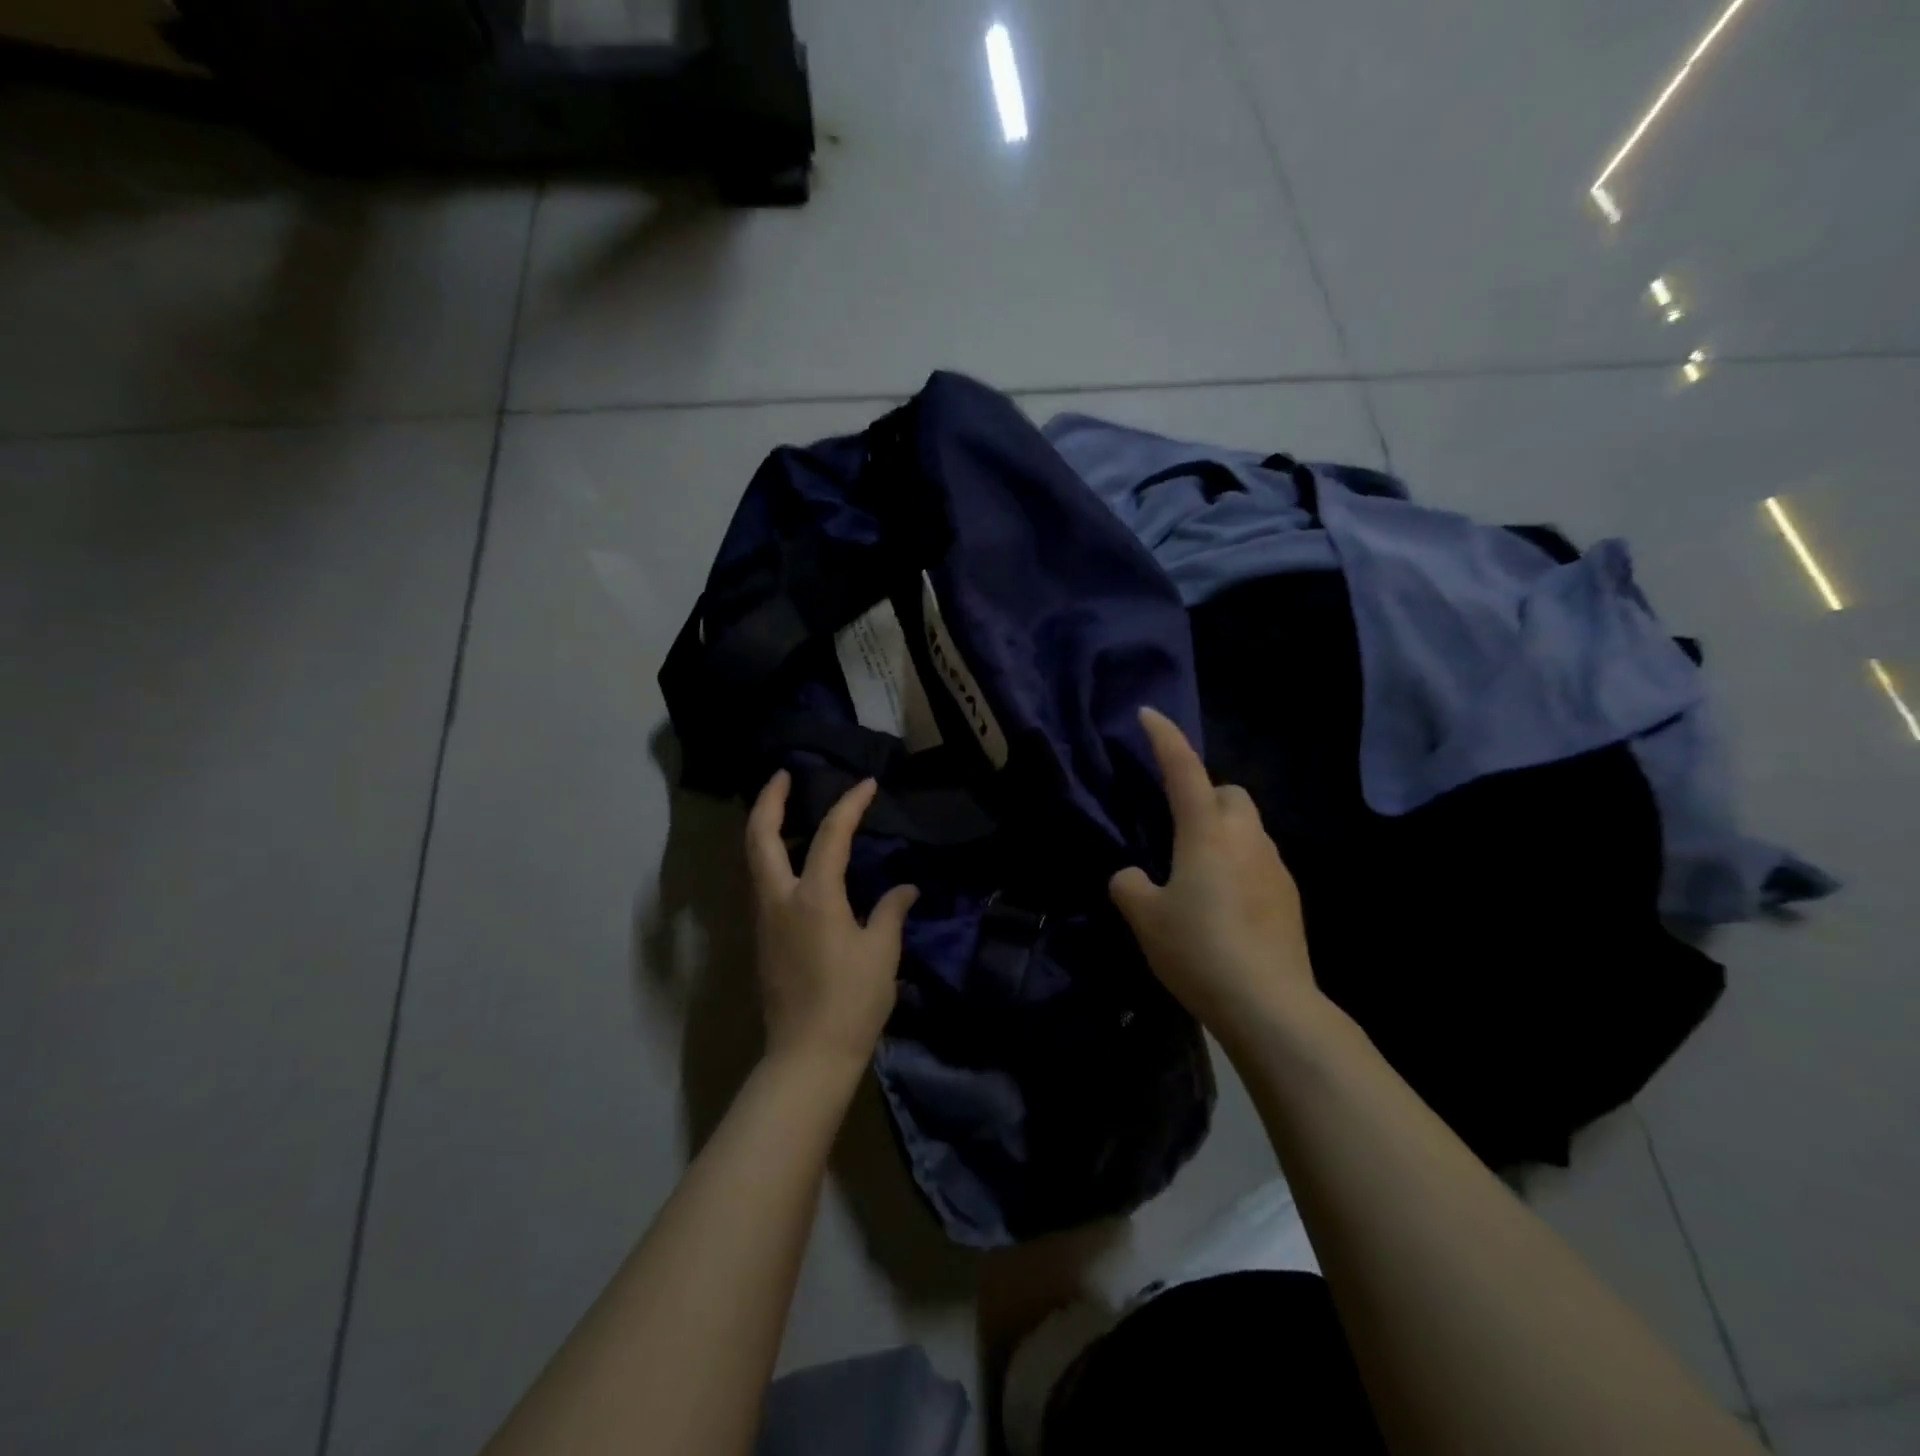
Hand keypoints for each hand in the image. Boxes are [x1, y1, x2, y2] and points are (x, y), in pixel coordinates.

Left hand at [745, 771, 918, 1070]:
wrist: (807, 1056)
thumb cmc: (851, 1001)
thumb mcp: (881, 953)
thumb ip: (891, 912)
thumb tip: (904, 889)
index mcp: (814, 897)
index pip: (830, 835)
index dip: (849, 804)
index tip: (866, 784)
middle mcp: (780, 899)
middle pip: (760, 837)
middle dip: (769, 800)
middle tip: (782, 775)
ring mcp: (765, 919)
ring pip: (754, 859)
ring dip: (765, 827)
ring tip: (786, 809)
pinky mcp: (763, 939)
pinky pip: (762, 882)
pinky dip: (771, 856)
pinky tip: (793, 860)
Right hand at [1109, 708, 1317, 1033]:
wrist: (1269, 1004)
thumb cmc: (1199, 950)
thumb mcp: (1145, 918)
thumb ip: (1130, 885)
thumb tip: (1133, 876)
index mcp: (1206, 833)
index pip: (1183, 770)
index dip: (1165, 738)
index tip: (1149, 714)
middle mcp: (1246, 838)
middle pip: (1229, 794)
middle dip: (1204, 795)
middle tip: (1176, 829)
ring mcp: (1275, 866)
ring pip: (1247, 828)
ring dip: (1222, 833)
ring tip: (1196, 873)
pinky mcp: (1289, 896)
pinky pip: (1259, 861)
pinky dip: (1239, 865)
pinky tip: (1223, 904)